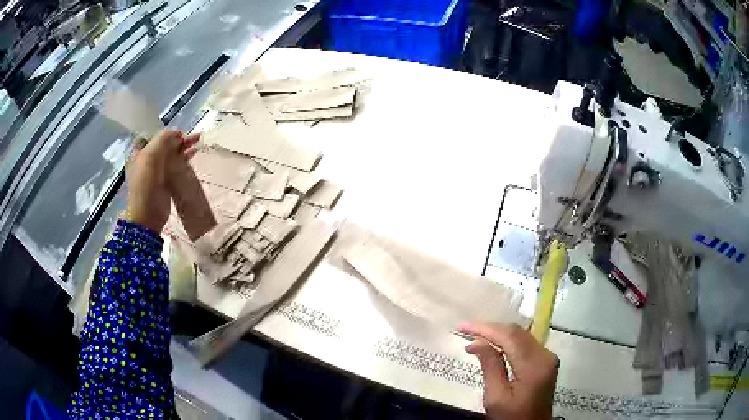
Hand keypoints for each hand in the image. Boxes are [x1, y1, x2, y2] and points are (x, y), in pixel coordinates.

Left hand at [125, 130, 198, 232]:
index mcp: (138, 152)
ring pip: (172, 154)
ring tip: (198, 140)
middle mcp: (147, 160)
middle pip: (164, 144)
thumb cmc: (145, 183)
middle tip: (192, 135)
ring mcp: (156, 171)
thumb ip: (163, 139)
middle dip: (178, 138)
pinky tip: (194, 153)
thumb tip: (177, 133)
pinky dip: (184, 158)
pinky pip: (176, 165)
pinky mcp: (165, 181)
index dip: (165, 132)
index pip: (152, 135)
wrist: (147, 214)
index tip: (178, 132)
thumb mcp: (151, 155)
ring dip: (184, 146)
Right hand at [458, 322, 558, 419]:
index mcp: (534, 366)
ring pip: (521, 335)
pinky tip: (493, 343)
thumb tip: (476, 342)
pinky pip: (525, 343)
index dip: (485, 328)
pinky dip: (507, 340)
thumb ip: (490, 367)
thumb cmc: (511, 417)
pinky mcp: (545, 361)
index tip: (462, 327)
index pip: (509, 337)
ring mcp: (548, 357)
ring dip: (498, 333)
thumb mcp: (496, 397)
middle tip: (465, 329)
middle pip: (517, 332)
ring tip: (474, 334)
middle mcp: (545, 355)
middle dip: (490, 328)